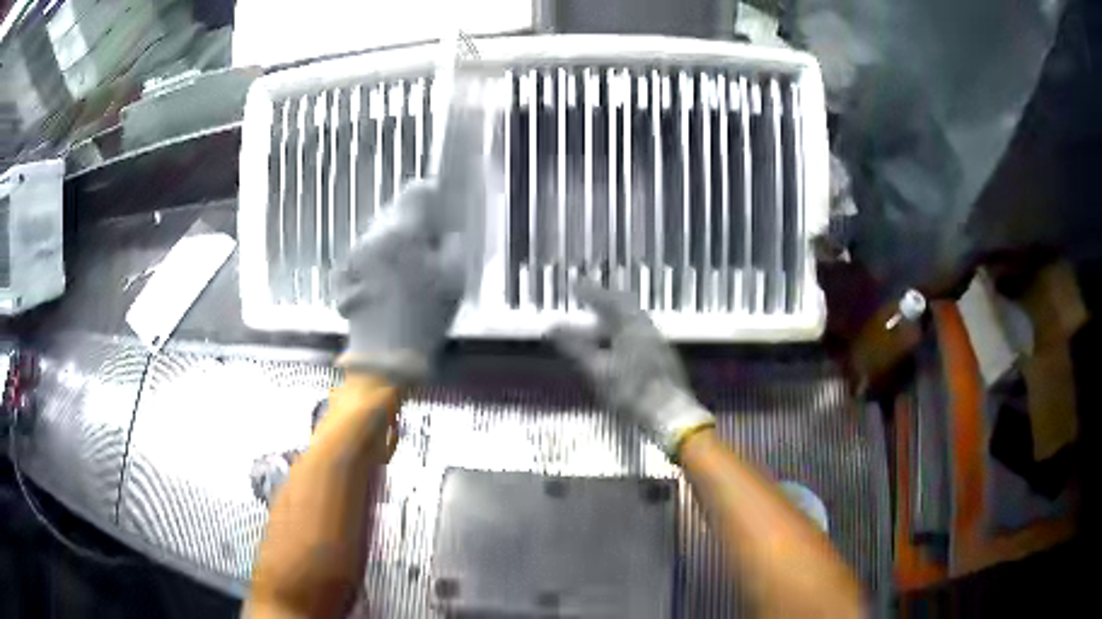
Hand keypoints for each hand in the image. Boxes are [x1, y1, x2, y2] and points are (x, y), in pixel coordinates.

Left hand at [332, 180, 464, 383]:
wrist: (384, 357)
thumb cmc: (424, 317)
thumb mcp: (454, 277)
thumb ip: (452, 242)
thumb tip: (445, 227)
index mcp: (401, 231)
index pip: (417, 190)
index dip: (434, 197)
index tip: (443, 216)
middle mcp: (373, 234)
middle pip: (397, 211)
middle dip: (414, 224)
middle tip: (431, 249)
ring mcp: (355, 252)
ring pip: (382, 231)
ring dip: (397, 241)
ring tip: (411, 271)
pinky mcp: (345, 270)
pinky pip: (369, 251)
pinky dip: (381, 258)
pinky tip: (390, 283)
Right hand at [549, 280, 714, 459]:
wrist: (671, 415)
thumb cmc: (631, 391)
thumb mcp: (597, 369)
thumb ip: (574, 346)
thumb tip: (551, 327)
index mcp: (632, 325)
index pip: (609, 299)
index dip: (590, 292)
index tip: (575, 286)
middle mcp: (648, 328)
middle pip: (625, 309)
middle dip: (604, 304)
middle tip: (587, 302)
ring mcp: (658, 344)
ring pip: (633, 323)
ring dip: (613, 321)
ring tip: (595, 327)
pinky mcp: (663, 360)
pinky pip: (638, 336)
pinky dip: (622, 335)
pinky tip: (614, 349)